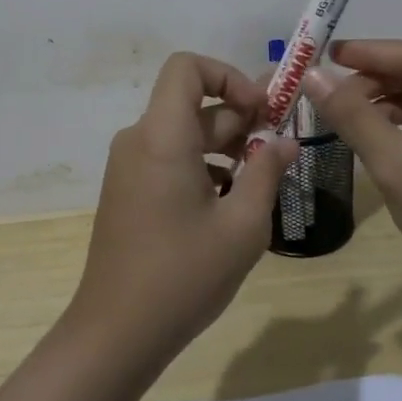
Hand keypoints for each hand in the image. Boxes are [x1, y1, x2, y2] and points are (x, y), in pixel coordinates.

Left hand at [66, 53, 297, 371]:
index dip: (228, 77)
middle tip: (279, 150)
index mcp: (162, 136)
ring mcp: (128, 167)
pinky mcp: (128, 191)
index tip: (262, 112)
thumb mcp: (242, 225)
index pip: (187, 68)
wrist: (116, 332)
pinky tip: (229, 206)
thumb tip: (285, 142)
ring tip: (260, 183)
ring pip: (183, 134)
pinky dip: (202, 167)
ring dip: (225, 147)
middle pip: (192, 105)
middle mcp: (139, 140)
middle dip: (240, 120)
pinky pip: (169, 159)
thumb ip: (266, 172)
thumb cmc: (184, 275)